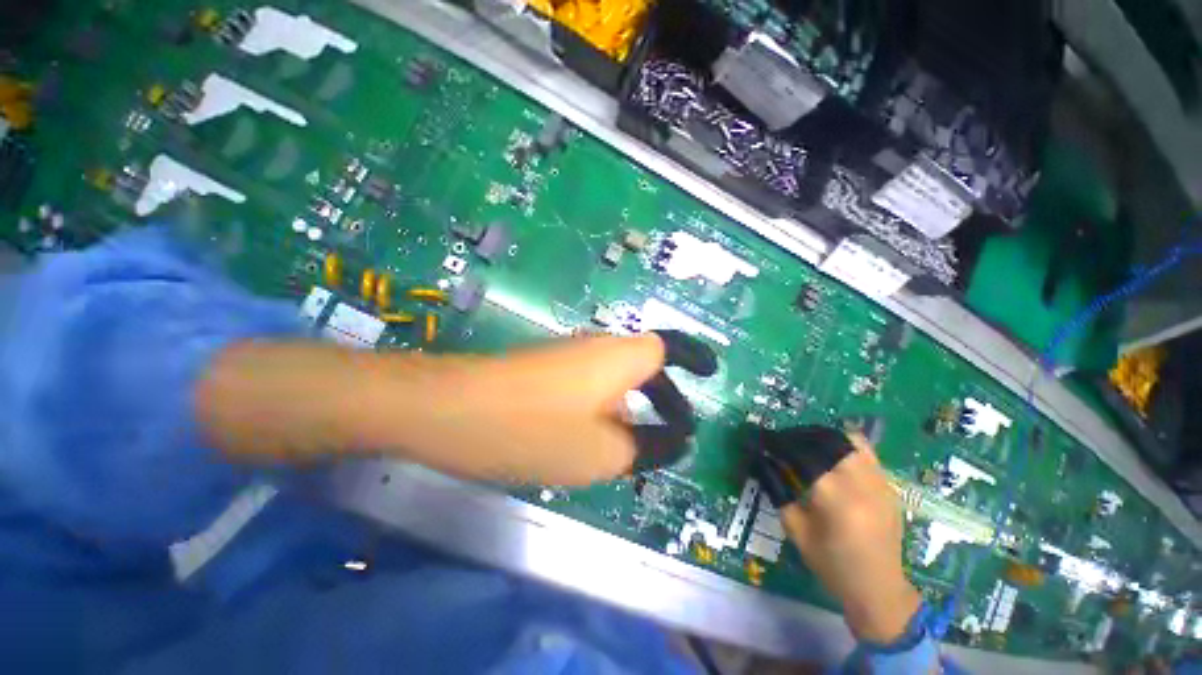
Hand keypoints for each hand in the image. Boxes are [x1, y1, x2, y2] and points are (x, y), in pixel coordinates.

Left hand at [198, 333, 705, 484]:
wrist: (448, 410)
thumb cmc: (533, 429)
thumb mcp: (603, 452)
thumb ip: (648, 445)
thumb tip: (674, 440)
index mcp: (622, 357)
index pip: (671, 347)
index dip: (694, 358)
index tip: (711, 374)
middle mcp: (599, 347)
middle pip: (646, 365)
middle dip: (662, 398)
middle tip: (670, 434)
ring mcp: (568, 356)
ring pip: (615, 380)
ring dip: (628, 410)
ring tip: (627, 449)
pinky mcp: (545, 370)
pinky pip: (588, 387)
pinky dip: (600, 411)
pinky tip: (585, 442)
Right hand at [760, 430, 920, 643]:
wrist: (879, 589)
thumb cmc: (831, 563)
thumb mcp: (795, 530)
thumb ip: (778, 491)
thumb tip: (761, 461)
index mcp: (833, 497)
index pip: (799, 453)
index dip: (778, 442)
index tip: (762, 440)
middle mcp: (858, 482)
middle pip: (824, 440)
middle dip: (798, 435)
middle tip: (781, 442)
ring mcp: (878, 481)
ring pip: (846, 439)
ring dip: (820, 437)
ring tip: (805, 444)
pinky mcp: (888, 484)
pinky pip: (865, 451)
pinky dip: (844, 443)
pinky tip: (831, 453)